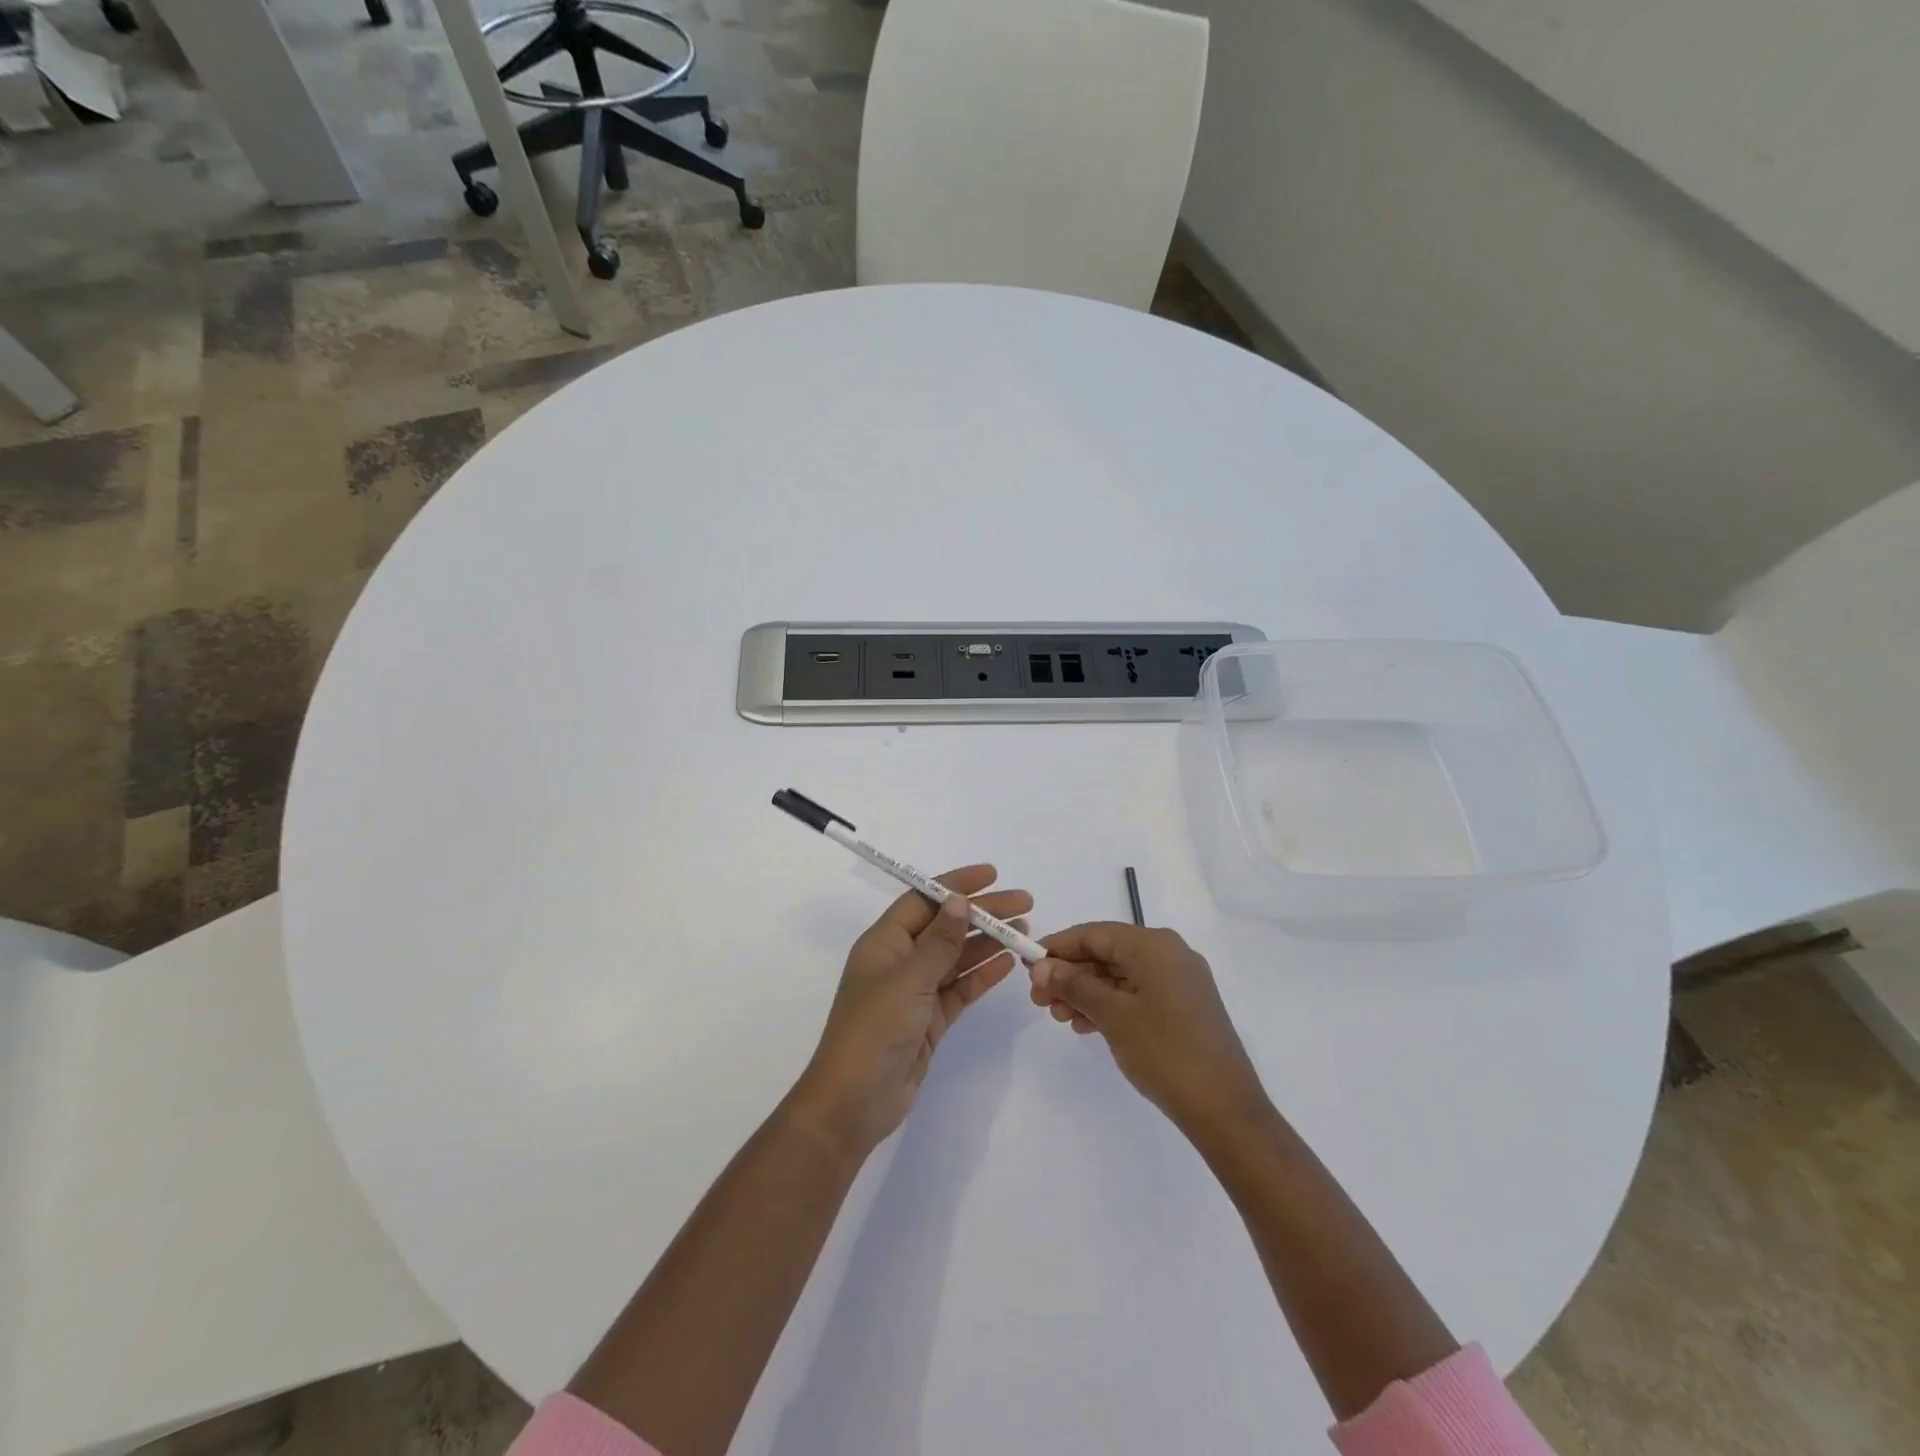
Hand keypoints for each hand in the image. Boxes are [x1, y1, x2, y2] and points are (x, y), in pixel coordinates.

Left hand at [790, 865, 1030, 1160]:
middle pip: (946, 926)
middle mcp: (900, 960)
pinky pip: (960, 988)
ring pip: (957, 957)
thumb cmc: (875, 1028)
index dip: (956, 884)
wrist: (856, 1101)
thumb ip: (939, 941)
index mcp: (885, 942)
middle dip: (983, 913)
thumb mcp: (909, 979)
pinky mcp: (930, 1019)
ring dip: (988, 943)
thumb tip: (959, 900)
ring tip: (1025, 932)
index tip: (992, 875)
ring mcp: (916, 991)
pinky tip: (1008, 963)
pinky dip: (983, 975)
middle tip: (1024, 904)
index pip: (924, 900)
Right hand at [1029, 922, 1268, 1139]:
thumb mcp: (1112, 1016)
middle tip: (1039, 1001)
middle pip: (1107, 953)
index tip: (1027, 966)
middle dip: (1070, 974)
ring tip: (1060, 1018)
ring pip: (1120, 975)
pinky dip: (1110, 1004)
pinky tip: (1087, 1026)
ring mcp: (1180, 980)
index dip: (1058, 947)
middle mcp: (1169, 953)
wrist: (1226, 1110)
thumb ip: (1074, 985)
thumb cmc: (1165, 1052)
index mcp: (1153, 945)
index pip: (1094, 933)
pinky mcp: (1184, 1006)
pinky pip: (1137, 993)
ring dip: (1086, 992)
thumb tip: (1040, 965)